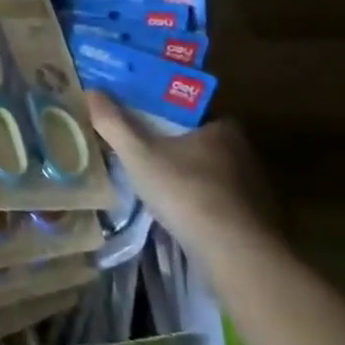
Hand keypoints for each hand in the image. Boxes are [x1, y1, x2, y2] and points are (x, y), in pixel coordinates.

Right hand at [86, 90, 273, 253]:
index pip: (191, 112)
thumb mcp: (138, 153)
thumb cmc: (186, 191)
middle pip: (200, 142)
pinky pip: (218, 201)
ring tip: (155, 184)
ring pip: (210, 173)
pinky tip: (178, 213)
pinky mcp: (253, 219)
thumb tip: (90, 91)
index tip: (142, 122)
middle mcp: (243, 152)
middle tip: (142, 153)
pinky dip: (199, 203)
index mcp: (221, 128)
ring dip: (186, 177)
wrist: (235, 253)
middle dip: (174, 147)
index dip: (166, 114)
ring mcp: (252, 188)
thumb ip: (113, 122)